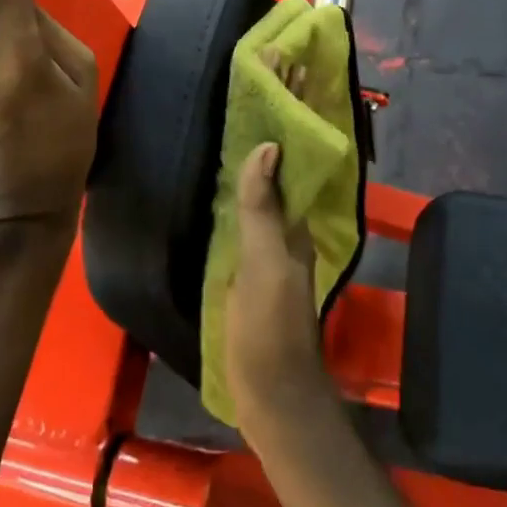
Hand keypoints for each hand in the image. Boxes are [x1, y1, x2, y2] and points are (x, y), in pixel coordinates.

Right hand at [227, 131, 336, 444]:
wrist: (272, 399)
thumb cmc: (269, 328)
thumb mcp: (264, 264)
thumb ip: (263, 210)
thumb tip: (268, 146)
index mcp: (295, 233)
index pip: (288, 174)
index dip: (276, 144)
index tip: (258, 107)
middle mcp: (286, 243)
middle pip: (273, 191)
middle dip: (258, 159)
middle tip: (227, 122)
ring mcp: (267, 266)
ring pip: (258, 213)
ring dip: (245, 186)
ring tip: (215, 154)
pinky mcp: (249, 285)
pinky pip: (242, 238)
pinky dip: (232, 216)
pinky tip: (211, 209)